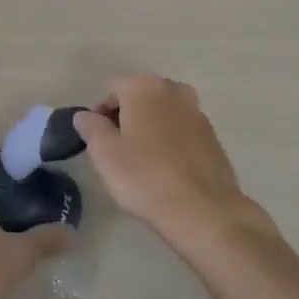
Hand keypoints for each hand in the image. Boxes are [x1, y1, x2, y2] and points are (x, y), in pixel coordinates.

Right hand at [74, 75, 261, 247]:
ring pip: (162, 113)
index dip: (99, 114)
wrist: (204, 211)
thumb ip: (91, 127)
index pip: (112, 90)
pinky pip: (182, 131)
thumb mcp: (104, 154)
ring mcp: (197, 112)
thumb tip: (85, 116)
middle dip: (126, 117)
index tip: (97, 141)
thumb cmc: (145, 177)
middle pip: (140, 97)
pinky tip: (166, 169)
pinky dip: (171, 142)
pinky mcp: (213, 136)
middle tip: (117, 150)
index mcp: (144, 87)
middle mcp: (173, 90)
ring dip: (150, 128)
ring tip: (142, 161)